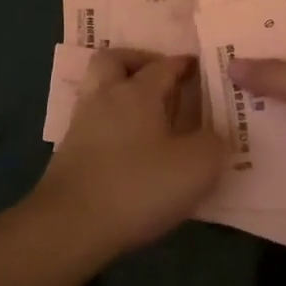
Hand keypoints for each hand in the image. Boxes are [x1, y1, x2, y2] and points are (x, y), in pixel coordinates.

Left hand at [36, 50, 223, 254]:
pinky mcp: (68, 152)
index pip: (164, 65)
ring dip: (119, 92)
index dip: (184, 64)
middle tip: (159, 80)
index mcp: (138, 91)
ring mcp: (82, 123)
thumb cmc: (138, 186)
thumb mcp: (196, 167)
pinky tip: (127, 146)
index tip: (200, 68)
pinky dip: (110, 124)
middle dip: (137, 62)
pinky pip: (93, 121)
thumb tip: (216, 135)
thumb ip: (214, 144)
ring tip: (145, 114)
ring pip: (98, 89)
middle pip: (114, 60)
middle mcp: (106, 97)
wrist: (70, 225)